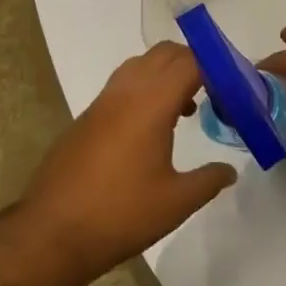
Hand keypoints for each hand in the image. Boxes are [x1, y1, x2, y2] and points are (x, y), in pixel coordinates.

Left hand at [21, 42, 236, 283]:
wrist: (52, 233)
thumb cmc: (120, 214)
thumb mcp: (176, 203)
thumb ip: (209, 180)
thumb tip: (230, 170)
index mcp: (151, 102)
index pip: (190, 63)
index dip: (216, 69)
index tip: (234, 90)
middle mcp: (126, 91)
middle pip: (165, 53)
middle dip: (193, 62)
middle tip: (214, 92)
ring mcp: (102, 101)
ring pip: (140, 64)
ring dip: (166, 73)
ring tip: (184, 107)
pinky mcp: (87, 117)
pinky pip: (122, 83)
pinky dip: (144, 88)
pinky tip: (151, 127)